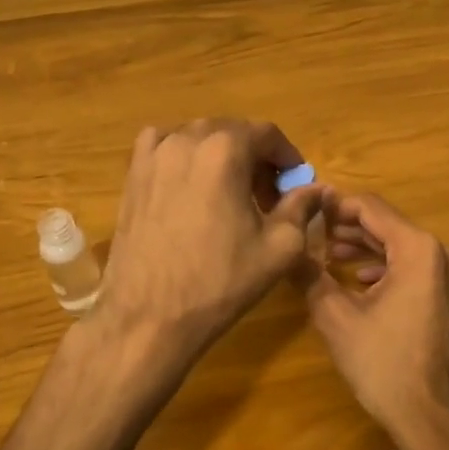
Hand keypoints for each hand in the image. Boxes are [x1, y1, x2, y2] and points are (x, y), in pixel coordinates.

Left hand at [92, 119, 321, 391]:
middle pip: (233, 132)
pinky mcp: (132, 174)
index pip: (267, 134)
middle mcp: (186, 140)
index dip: (288, 157)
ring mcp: (153, 155)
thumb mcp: (279, 247)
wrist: (149, 317)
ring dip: (222, 156)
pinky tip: (190, 184)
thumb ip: (302, 207)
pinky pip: (164, 146)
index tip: (296, 184)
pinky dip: (183, 154)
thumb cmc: (220, 282)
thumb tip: (316, 189)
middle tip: (268, 197)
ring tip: (230, 193)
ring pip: (199, 137)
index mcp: (225, 151)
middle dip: (256, 158)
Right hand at [306, 190, 448, 449]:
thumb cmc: (385, 365)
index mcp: (418, 249)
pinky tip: (361, 282)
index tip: (307, 211)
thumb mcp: (336, 318)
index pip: (371, 208)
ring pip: (403, 247)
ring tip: (329, 258)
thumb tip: (286, 250)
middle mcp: (442, 254)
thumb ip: (309, 276)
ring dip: (366, 249)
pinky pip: (416, 269)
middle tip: (314, 236)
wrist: (435, 419)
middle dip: (349, 229)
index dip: (336, 206)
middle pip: (388, 225)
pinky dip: (387, 268)